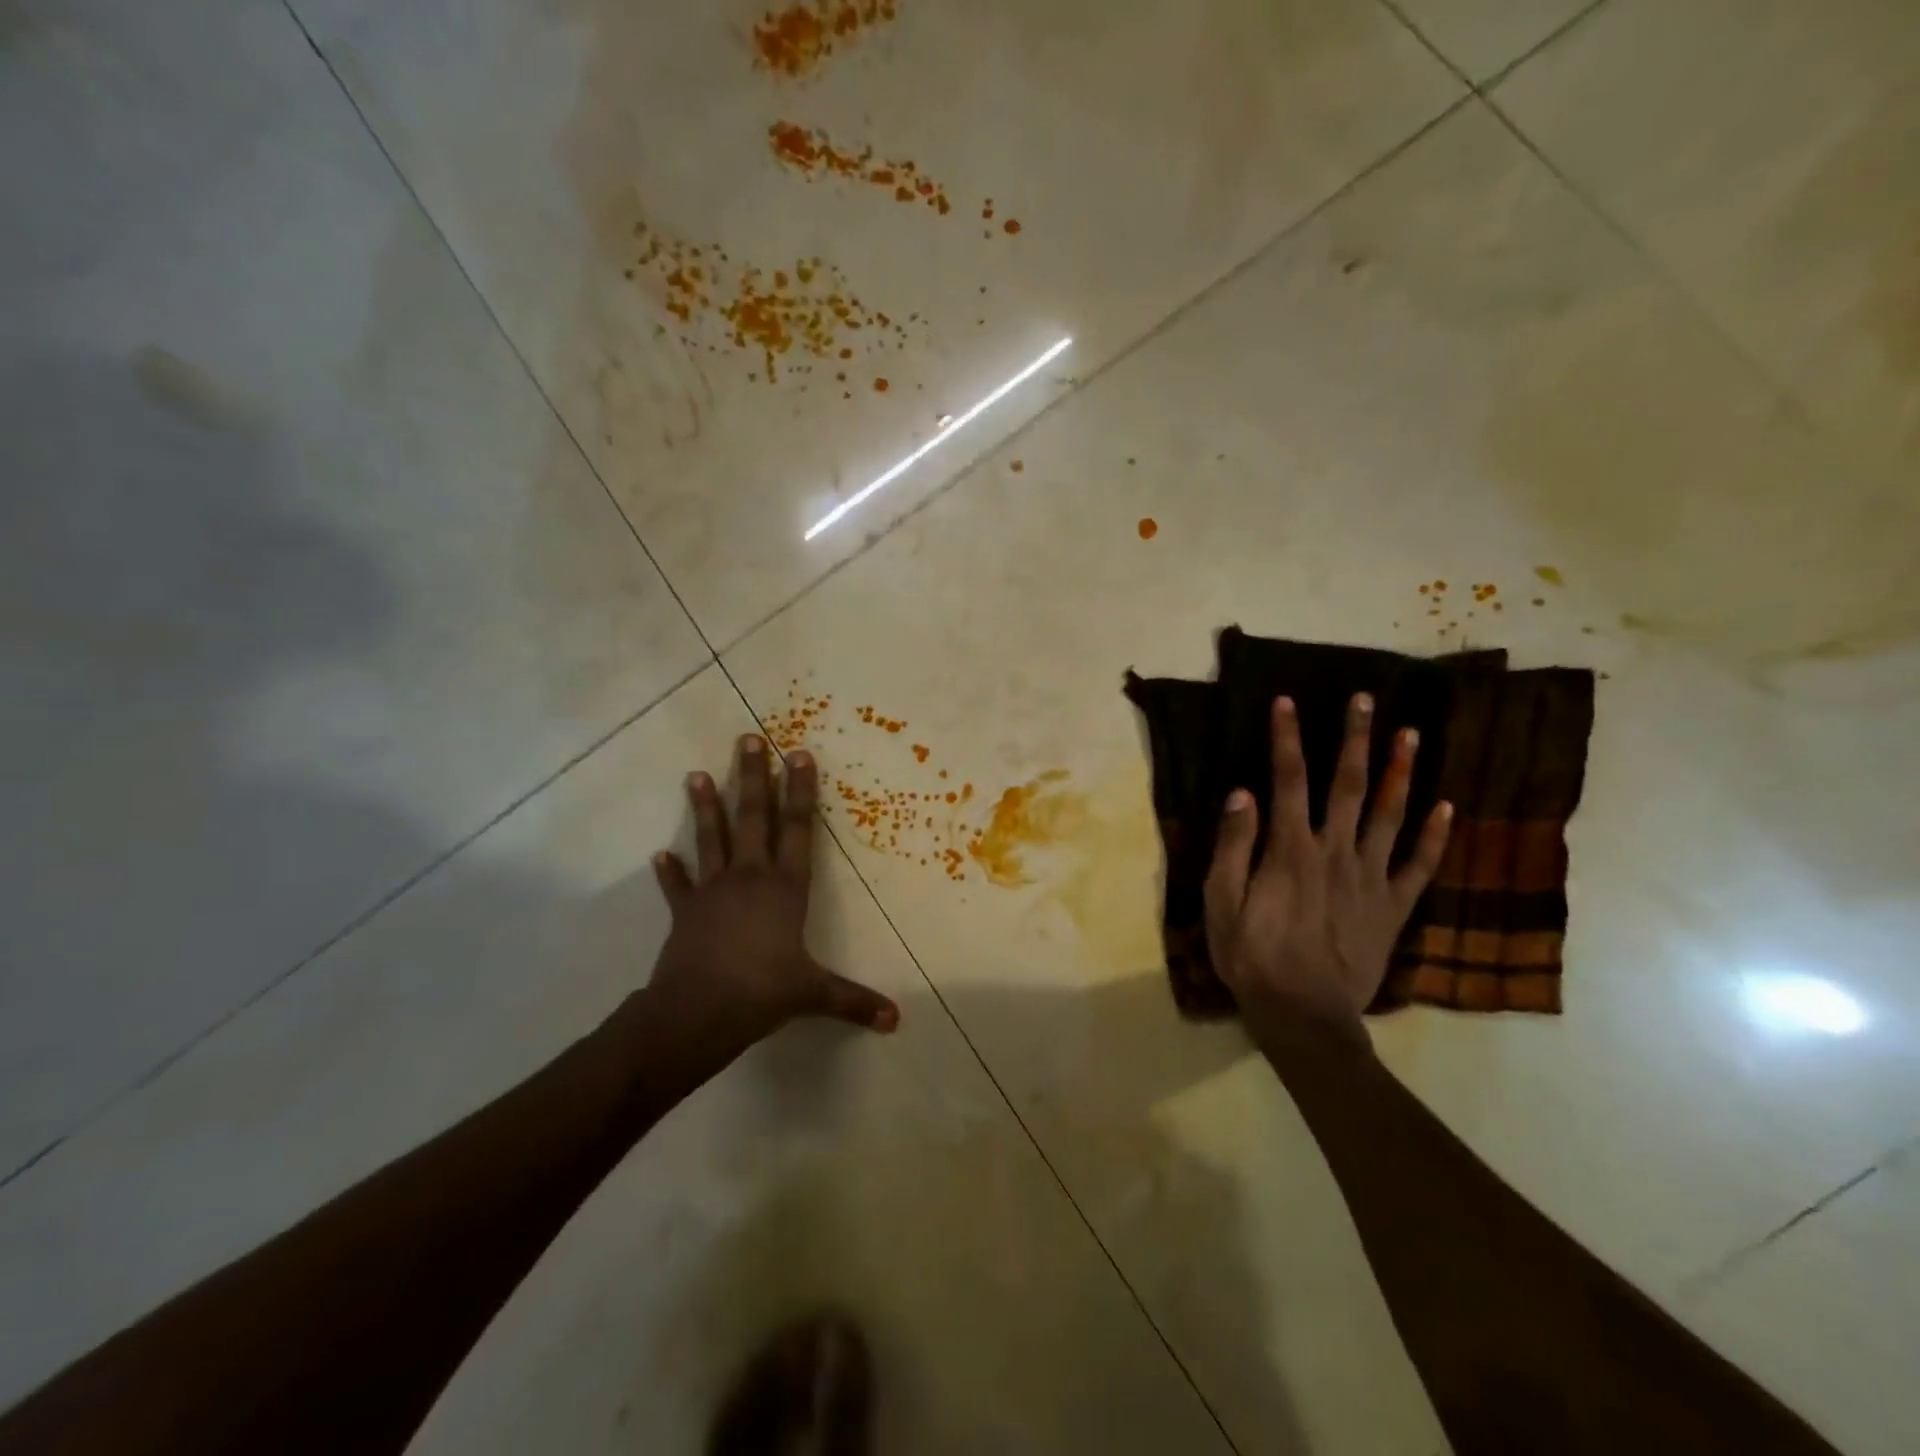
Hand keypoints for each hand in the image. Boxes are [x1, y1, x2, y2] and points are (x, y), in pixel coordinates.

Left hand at [646, 735, 898, 1058]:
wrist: (697, 1012)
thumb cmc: (762, 992)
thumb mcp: (813, 994)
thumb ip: (854, 1001)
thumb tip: (895, 1021)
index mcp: (786, 887)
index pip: (798, 829)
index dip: (801, 791)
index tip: (798, 755)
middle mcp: (750, 877)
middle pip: (753, 818)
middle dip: (754, 777)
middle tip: (749, 739)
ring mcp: (714, 890)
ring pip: (712, 838)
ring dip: (706, 806)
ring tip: (697, 774)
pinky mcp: (686, 911)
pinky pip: (678, 886)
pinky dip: (670, 872)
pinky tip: (660, 855)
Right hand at [1205, 694, 1451, 1049]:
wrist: (1303, 1015)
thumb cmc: (1252, 956)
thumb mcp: (1221, 903)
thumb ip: (1233, 846)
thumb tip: (1242, 791)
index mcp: (1290, 850)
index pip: (1288, 780)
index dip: (1287, 738)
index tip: (1287, 702)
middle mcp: (1335, 853)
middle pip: (1348, 786)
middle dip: (1355, 740)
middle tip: (1365, 701)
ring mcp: (1371, 879)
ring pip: (1390, 815)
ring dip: (1400, 773)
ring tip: (1411, 735)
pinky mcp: (1393, 907)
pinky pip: (1419, 866)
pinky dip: (1434, 836)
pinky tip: (1446, 808)